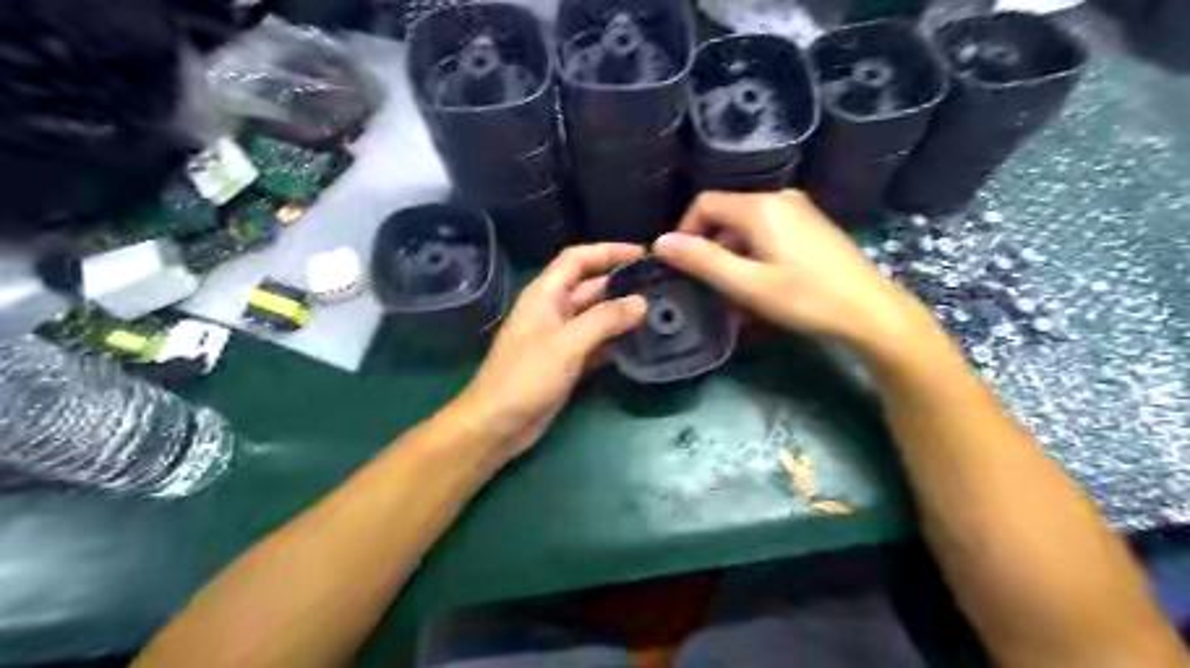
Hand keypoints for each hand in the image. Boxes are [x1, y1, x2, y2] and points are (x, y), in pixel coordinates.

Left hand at [450, 243, 645, 459]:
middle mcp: (553, 310)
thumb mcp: (567, 344)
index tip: (642, 253)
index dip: (608, 252)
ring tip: (657, 311)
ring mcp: (560, 338)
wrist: (497, 425)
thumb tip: (641, 302)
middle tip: (659, 286)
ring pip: (595, 316)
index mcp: (545, 295)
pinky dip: (615, 341)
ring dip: (621, 313)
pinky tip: (639, 343)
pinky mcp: (566, 362)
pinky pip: (595, 343)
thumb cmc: (526, 377)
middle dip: (620, 283)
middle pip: (590, 287)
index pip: (577, 260)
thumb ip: (605, 320)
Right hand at [655, 190, 924, 351]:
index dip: (685, 231)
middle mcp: (779, 197)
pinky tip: (763, 279)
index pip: (704, 203)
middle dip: (709, 244)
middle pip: (726, 212)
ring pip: (746, 223)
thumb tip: (659, 243)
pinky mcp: (811, 224)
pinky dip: (753, 249)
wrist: (870, 311)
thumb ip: (702, 260)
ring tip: (734, 287)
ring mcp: (799, 209)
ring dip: (731, 251)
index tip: (682, 265)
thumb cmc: (805, 298)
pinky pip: (768, 228)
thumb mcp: (747, 284)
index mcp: (760, 206)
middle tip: (709, 282)